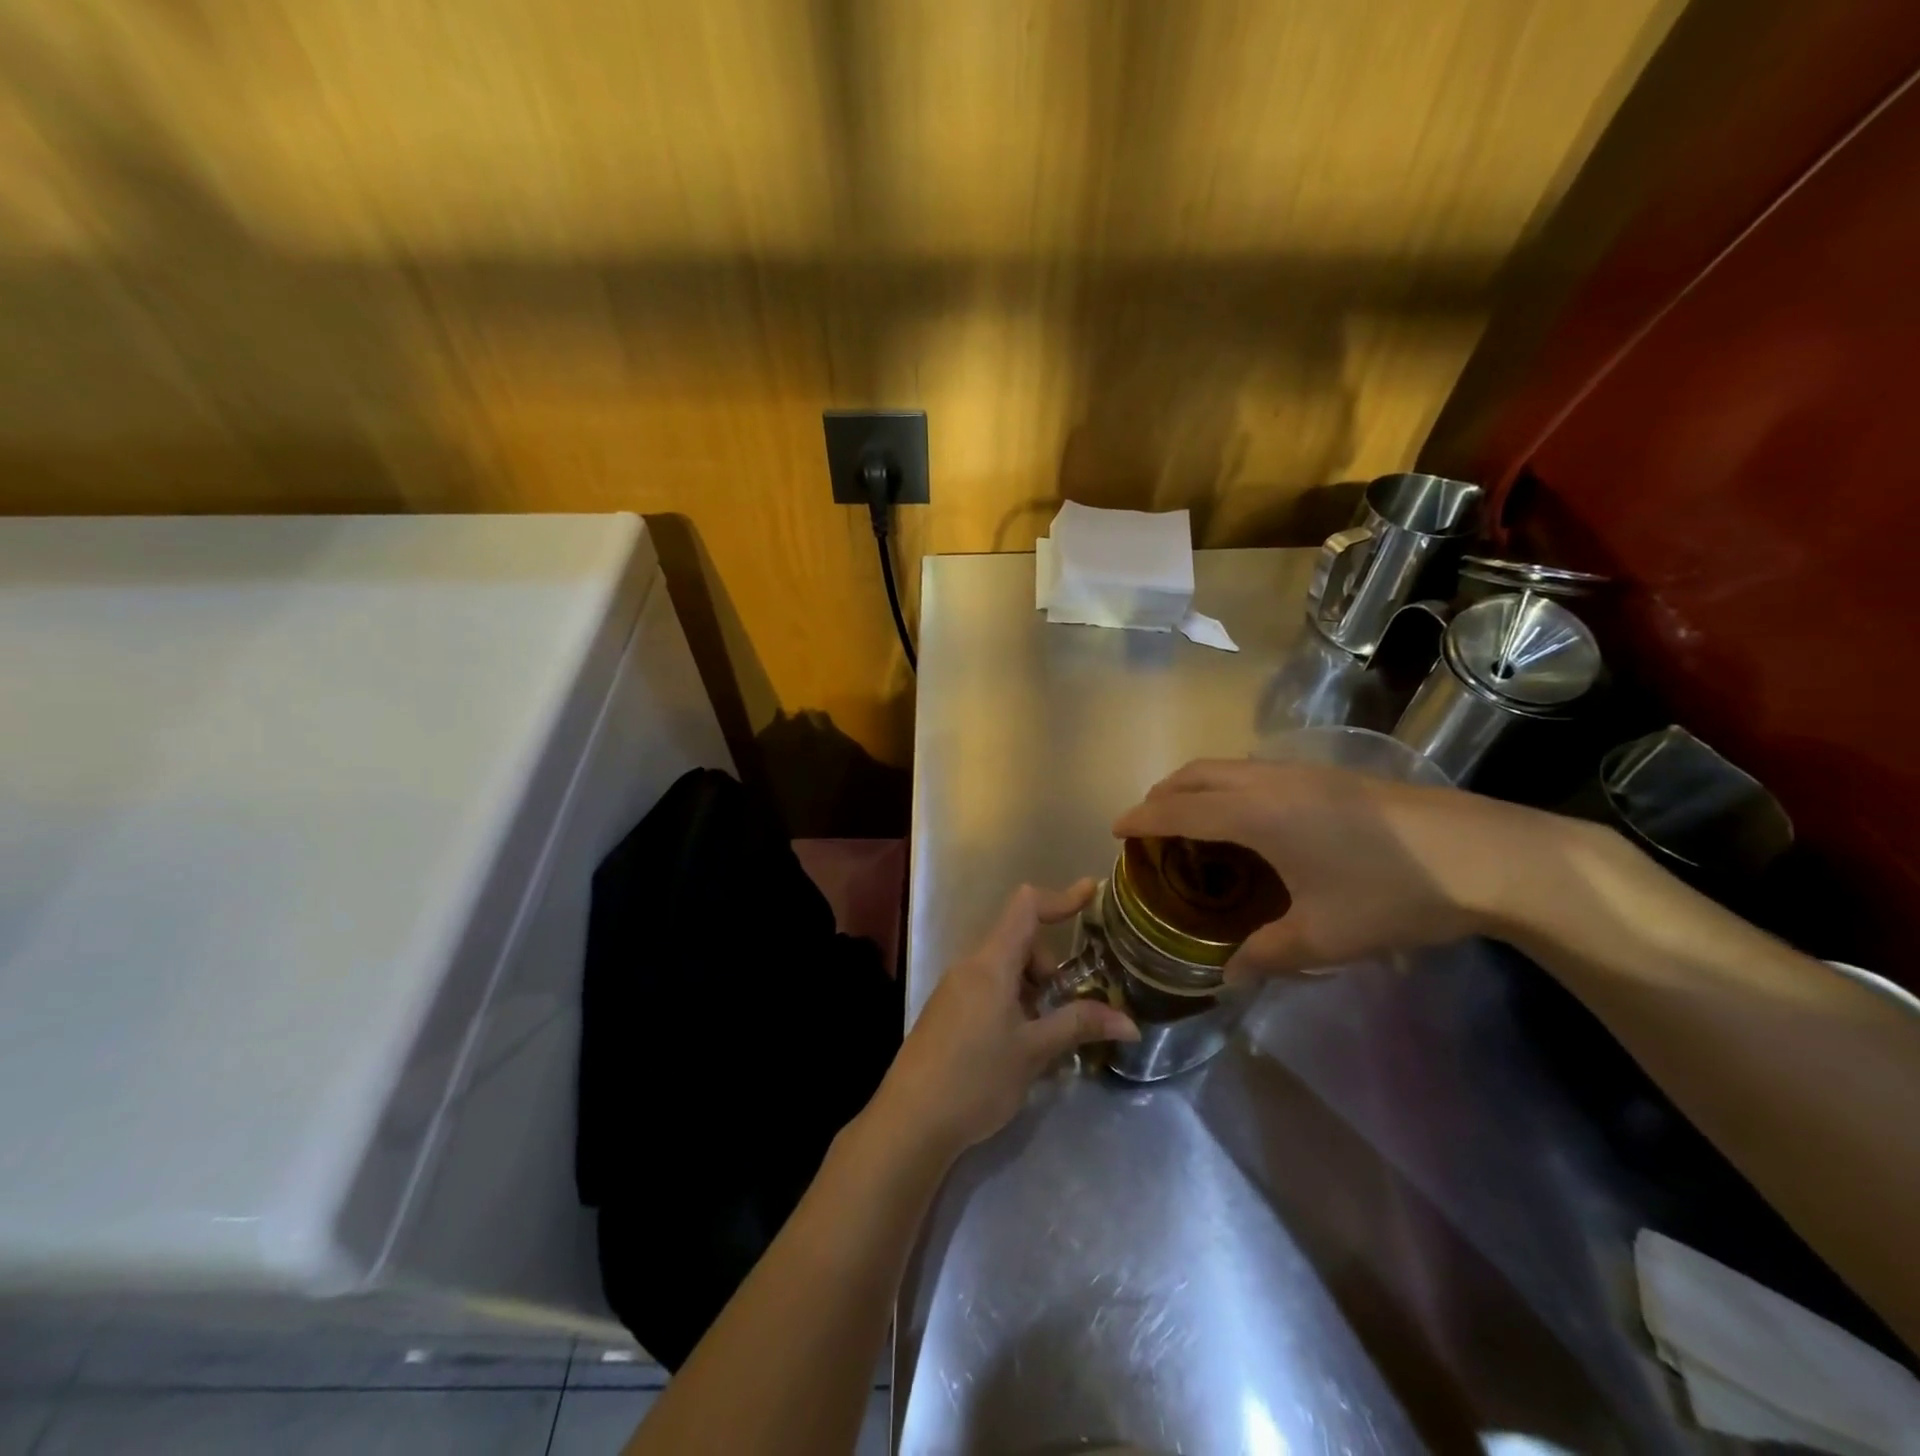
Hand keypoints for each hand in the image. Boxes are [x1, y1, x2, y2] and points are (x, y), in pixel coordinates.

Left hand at [870, 882, 1138, 1157]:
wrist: (910, 1122)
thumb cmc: (975, 1078)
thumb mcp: (1033, 1051)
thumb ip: (1079, 1025)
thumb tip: (1129, 1022)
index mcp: (991, 962)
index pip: (1026, 907)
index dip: (1061, 897)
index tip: (1091, 892)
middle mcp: (970, 966)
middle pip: (1020, 942)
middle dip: (1050, 968)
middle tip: (1067, 1010)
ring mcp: (955, 989)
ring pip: (1006, 970)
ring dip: (1033, 991)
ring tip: (1046, 1037)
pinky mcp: (948, 1012)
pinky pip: (990, 990)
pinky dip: (1014, 1004)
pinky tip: (1020, 1047)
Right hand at [1112, 758, 1554, 978]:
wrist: (1485, 855)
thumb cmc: (1392, 894)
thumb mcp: (1325, 935)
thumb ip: (1268, 954)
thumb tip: (1229, 975)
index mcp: (1255, 814)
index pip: (1179, 809)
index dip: (1142, 817)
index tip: (1114, 829)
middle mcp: (1269, 782)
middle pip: (1197, 774)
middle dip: (1162, 792)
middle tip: (1147, 822)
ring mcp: (1303, 772)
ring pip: (1228, 766)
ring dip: (1197, 785)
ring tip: (1191, 819)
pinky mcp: (1330, 774)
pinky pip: (1255, 771)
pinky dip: (1229, 786)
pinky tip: (1250, 820)